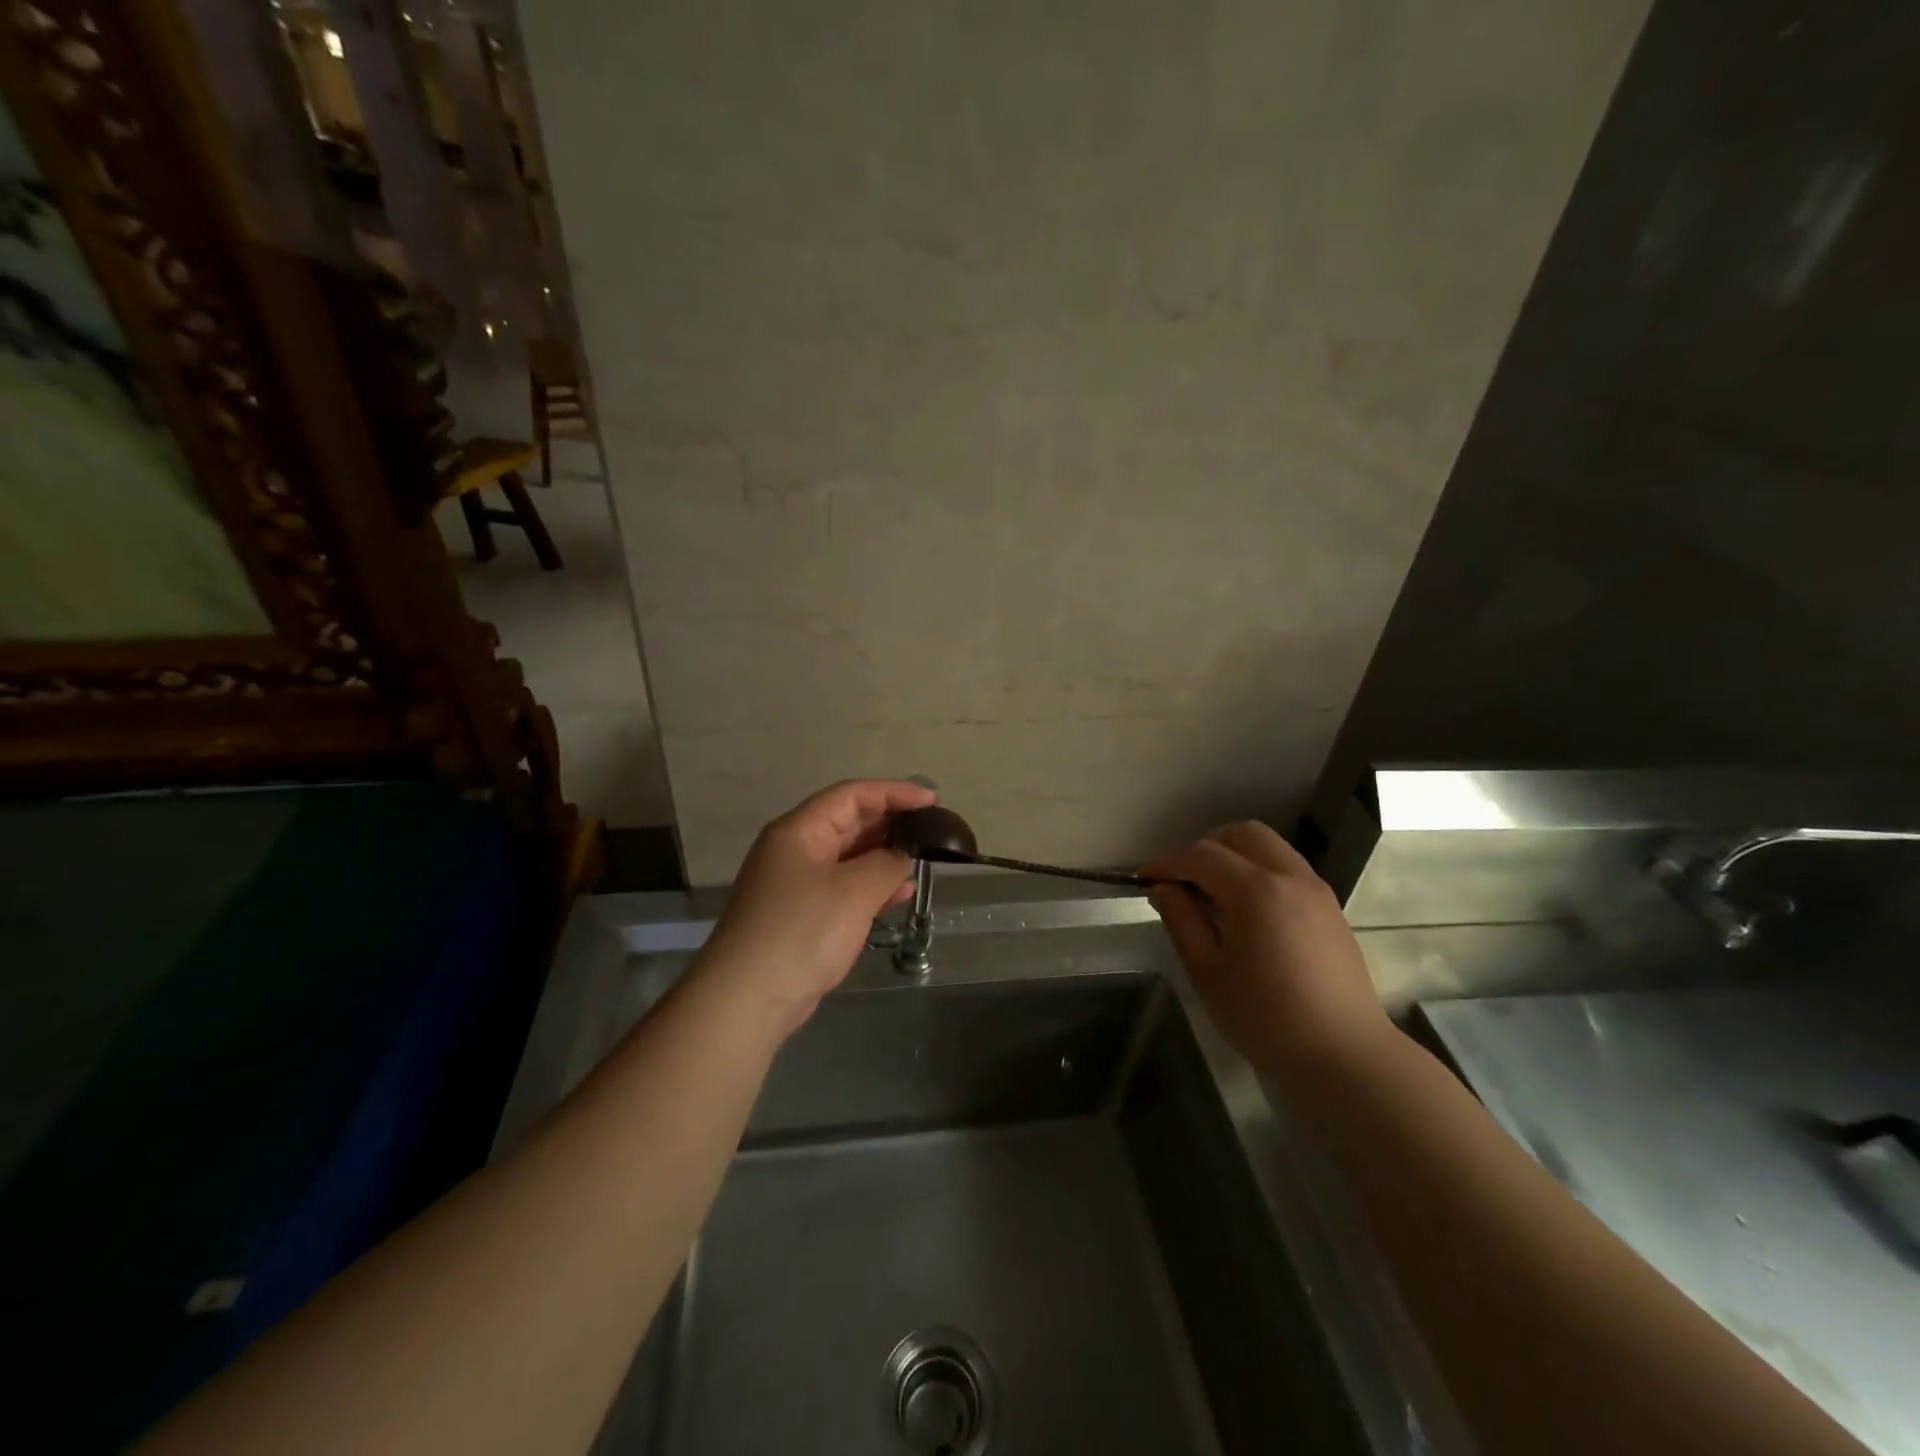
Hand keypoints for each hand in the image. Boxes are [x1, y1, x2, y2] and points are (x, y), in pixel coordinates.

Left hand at [695, 779, 936, 1036]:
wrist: (748, 999)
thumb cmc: (802, 931)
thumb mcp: (853, 891)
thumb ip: (886, 864)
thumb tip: (902, 855)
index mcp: (800, 830)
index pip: (852, 795)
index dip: (894, 792)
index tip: (932, 801)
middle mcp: (796, 849)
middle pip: (849, 822)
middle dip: (891, 822)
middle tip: (932, 828)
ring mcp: (798, 883)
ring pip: (850, 856)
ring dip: (885, 855)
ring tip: (923, 857)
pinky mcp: (803, 915)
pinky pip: (845, 887)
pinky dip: (874, 886)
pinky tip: (901, 892)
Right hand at [1143, 822, 1392, 1079]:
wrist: (1345, 1056)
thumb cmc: (1266, 1018)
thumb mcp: (1208, 973)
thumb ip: (1182, 921)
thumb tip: (1164, 888)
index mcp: (1256, 891)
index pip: (1201, 855)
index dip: (1167, 862)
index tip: (1143, 879)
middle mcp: (1289, 876)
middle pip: (1240, 834)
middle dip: (1203, 848)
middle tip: (1181, 880)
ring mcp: (1315, 889)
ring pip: (1268, 845)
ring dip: (1233, 854)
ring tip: (1211, 890)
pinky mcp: (1329, 906)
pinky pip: (1286, 865)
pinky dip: (1258, 868)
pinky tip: (1246, 906)